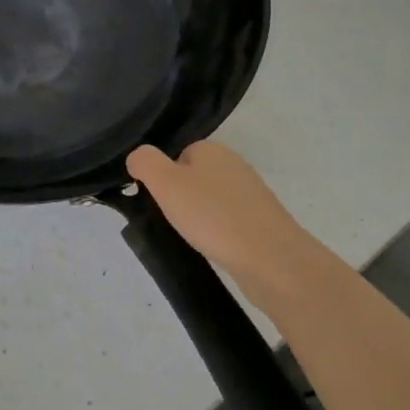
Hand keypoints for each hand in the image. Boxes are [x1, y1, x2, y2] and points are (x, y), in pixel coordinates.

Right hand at [127, 141, 335, 300]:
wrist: (272, 260)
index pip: (176, 155)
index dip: (162, 178)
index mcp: (212, 149)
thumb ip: (145, 162)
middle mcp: (234, 165)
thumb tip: (136, 158)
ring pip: (211, 201)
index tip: (157, 202)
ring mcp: (252, 194)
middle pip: (193, 178)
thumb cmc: (213, 216)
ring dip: (199, 218)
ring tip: (193, 238)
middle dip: (180, 199)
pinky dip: (218, 233)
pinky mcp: (263, 222)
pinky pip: (228, 221)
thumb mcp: (166, 183)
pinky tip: (214, 248)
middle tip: (172, 221)